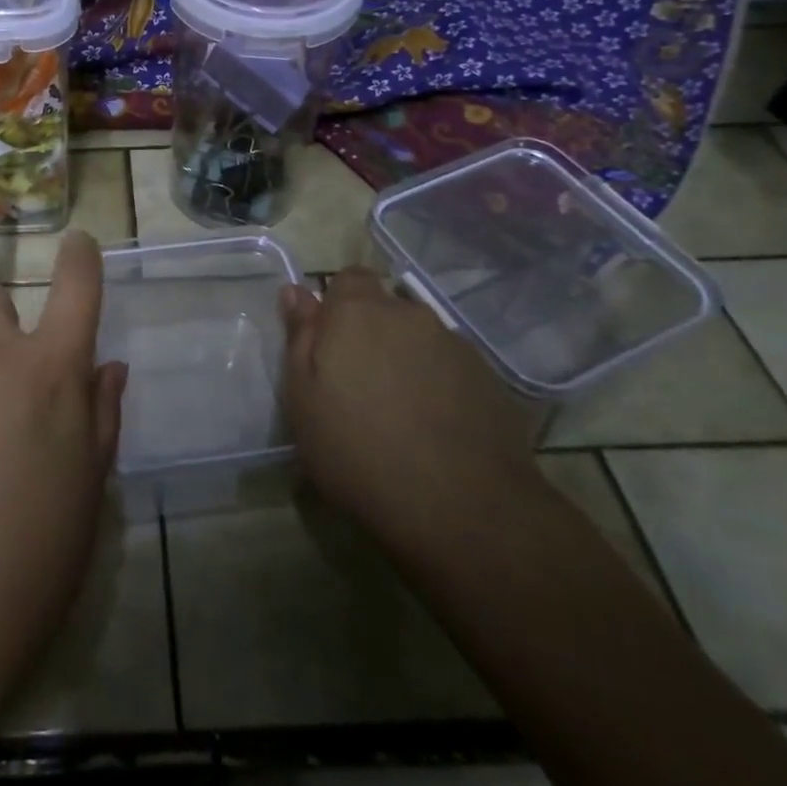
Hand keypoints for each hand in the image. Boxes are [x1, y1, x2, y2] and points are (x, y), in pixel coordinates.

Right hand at [281, 267, 545, 567]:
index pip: (349, 278)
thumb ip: (300, 336)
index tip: (330, 344)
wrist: (461, 508)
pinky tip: (436, 427)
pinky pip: (452, 367)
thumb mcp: (303, 398)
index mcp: (358, 312)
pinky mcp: (490, 379)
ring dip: (407, 359)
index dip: (338, 305)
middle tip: (359, 384)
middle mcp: (409, 315)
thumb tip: (296, 291)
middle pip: (386, 307)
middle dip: (371, 332)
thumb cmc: (358, 451)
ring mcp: (455, 345)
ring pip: (420, 338)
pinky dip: (440, 384)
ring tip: (401, 411)